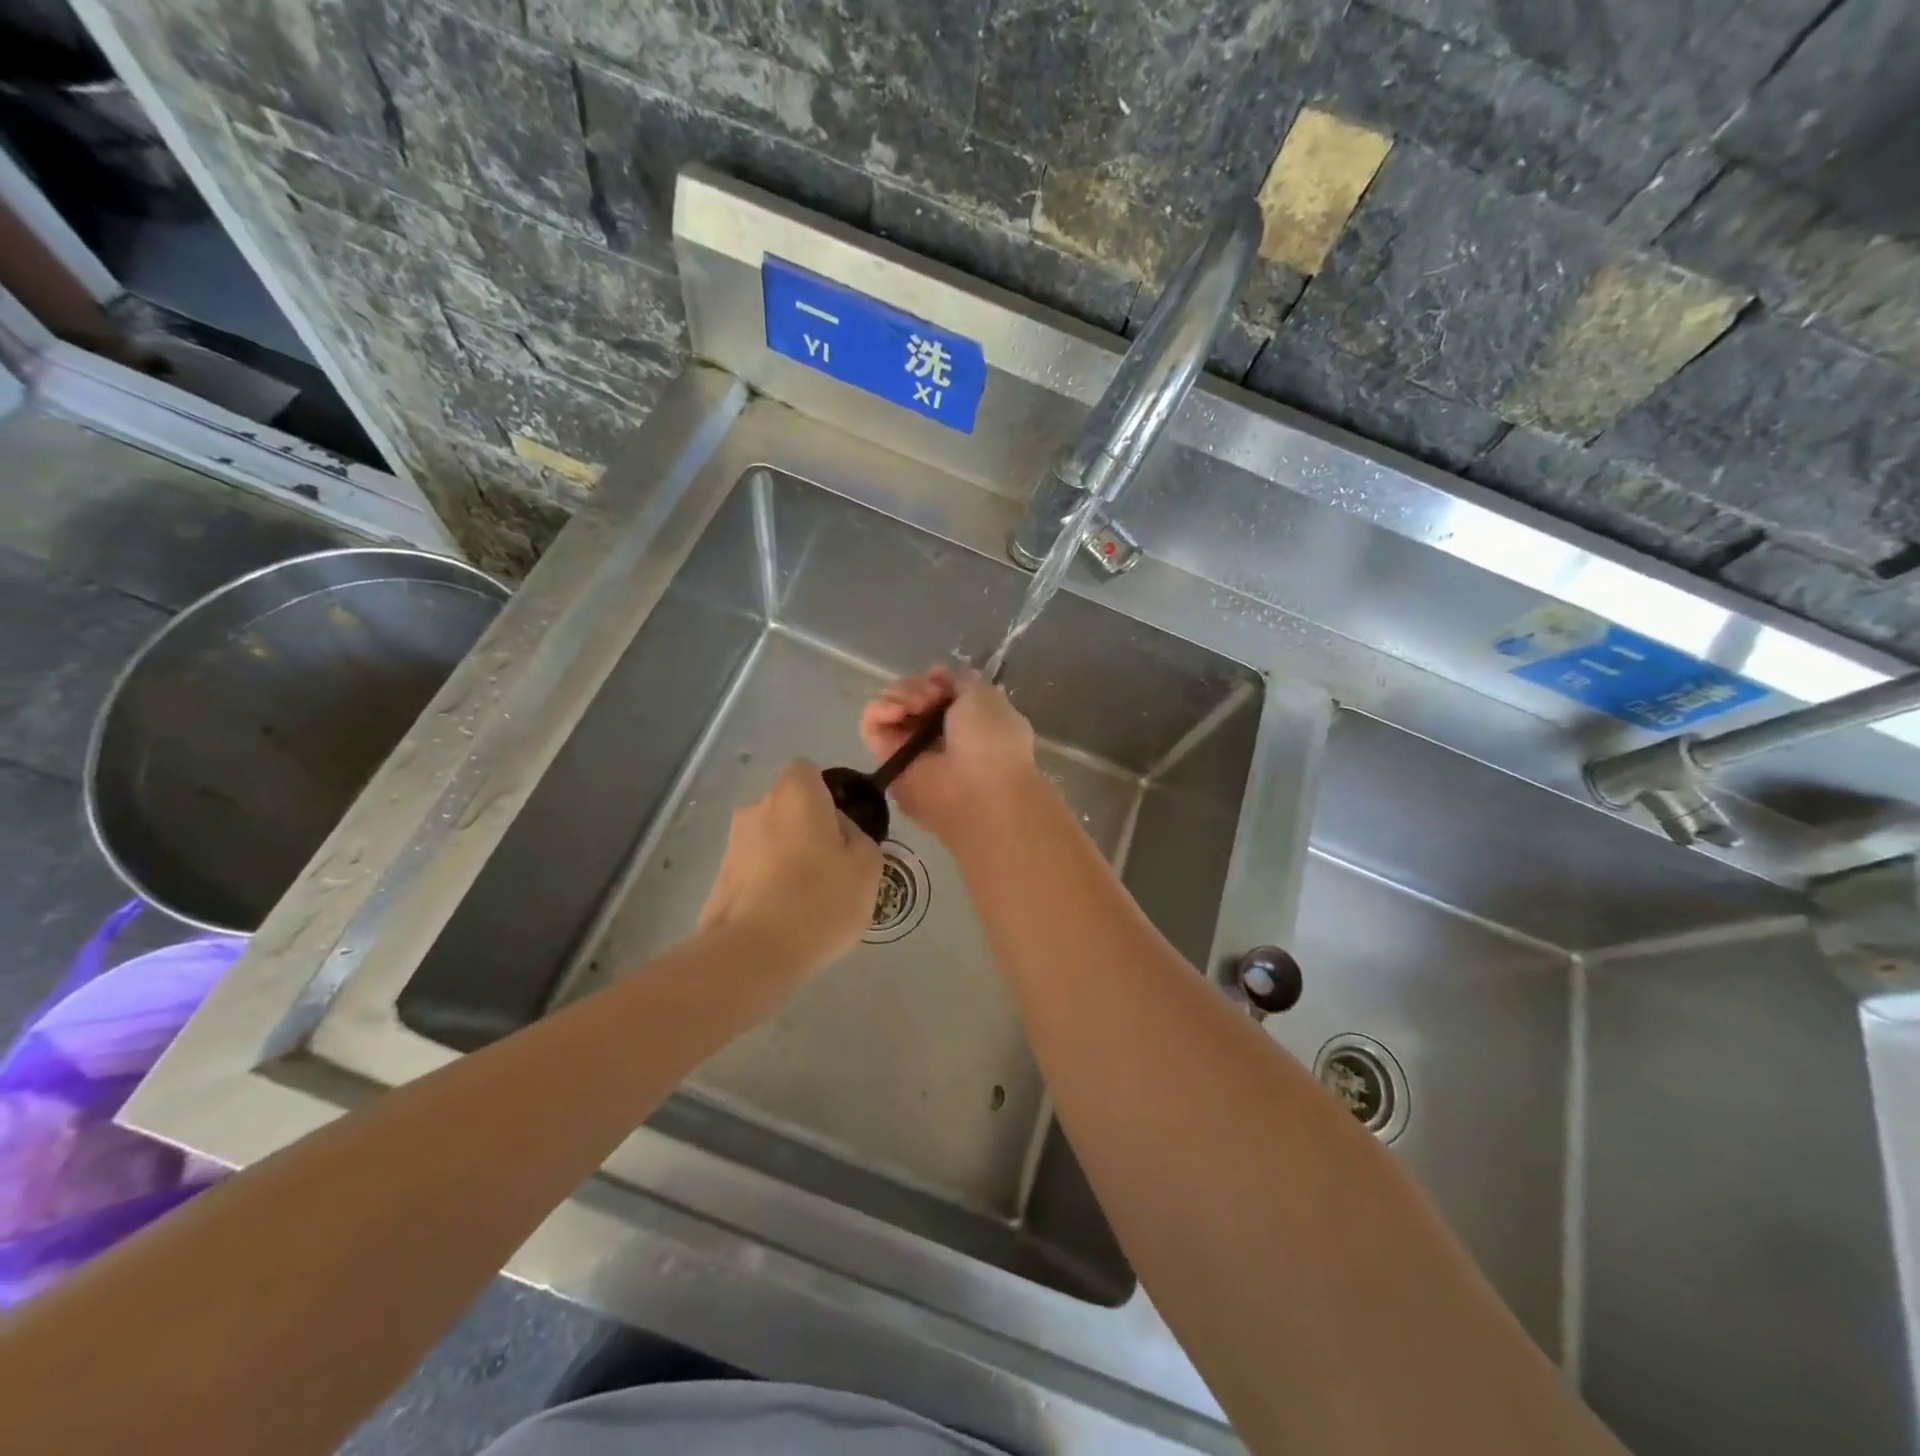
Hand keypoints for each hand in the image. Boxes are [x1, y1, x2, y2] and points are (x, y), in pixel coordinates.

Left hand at [699, 759, 881, 974]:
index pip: (808, 771)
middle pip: (789, 806)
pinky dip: (769, 885)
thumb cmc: (821, 899)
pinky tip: (786, 918)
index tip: (843, 828)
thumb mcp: (868, 866)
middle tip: (833, 867)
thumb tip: (840, 834)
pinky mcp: (719, 880)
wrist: (754, 954)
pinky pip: (755, 871)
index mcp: (794, 794)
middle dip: (808, 828)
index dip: (827, 794)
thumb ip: (859, 837)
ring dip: (787, 858)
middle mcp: (756, 808)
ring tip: (809, 900)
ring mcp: (732, 844)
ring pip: (770, 840)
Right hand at [860, 667, 1039, 843]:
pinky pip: (871, 726)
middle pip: (910, 697)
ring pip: (890, 708)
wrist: (981, 791)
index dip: (935, 680)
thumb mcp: (986, 697)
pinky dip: (879, 710)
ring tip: (916, 705)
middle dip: (917, 686)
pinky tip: (897, 711)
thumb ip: (962, 681)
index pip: (937, 692)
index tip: (939, 677)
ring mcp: (910, 749)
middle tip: (930, 697)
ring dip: (900, 695)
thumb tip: (940, 675)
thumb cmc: (992, 741)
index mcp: (967, 721)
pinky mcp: (886, 761)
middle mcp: (936, 735)